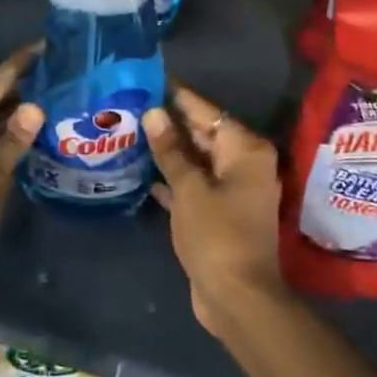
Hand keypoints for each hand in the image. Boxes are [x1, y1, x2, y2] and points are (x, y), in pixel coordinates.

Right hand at [144, 86, 285, 336]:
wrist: (236, 297)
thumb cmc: (216, 236)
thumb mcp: (189, 189)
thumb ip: (171, 151)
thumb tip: (153, 112)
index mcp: (245, 151)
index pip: (207, 111)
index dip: (178, 96)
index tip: (149, 78)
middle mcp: (244, 164)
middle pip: (204, 133)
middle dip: (170, 122)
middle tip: (132, 103)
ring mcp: (233, 190)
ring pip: (197, 160)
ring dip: (169, 150)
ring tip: (131, 130)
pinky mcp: (220, 212)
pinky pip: (194, 184)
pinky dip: (174, 177)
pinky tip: (144, 171)